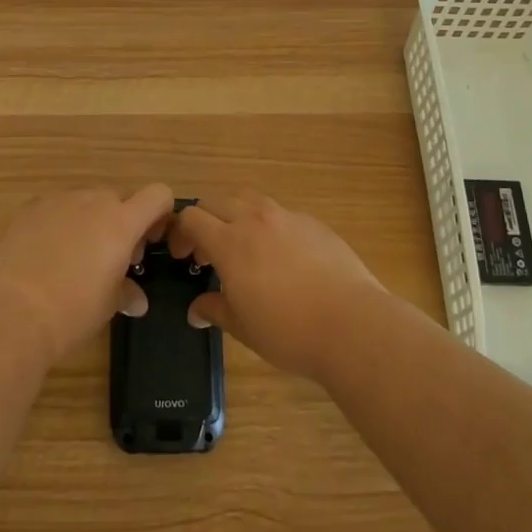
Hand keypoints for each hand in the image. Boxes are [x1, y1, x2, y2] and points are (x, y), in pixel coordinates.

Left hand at [0, 186, 174, 367]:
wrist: (7, 310)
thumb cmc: (71, 310)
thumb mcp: (107, 306)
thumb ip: (126, 293)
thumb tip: (136, 300)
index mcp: (121, 221)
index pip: (158, 195)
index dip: (160, 214)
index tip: (149, 242)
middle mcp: (92, 201)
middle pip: (119, 198)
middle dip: (122, 222)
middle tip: (113, 259)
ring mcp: (58, 201)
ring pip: (86, 201)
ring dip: (90, 222)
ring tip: (75, 259)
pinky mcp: (28, 209)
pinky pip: (55, 209)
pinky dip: (59, 224)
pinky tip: (46, 257)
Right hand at [168, 192, 382, 381]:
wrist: (351, 324)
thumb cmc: (288, 331)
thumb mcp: (243, 327)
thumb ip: (214, 310)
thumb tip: (196, 310)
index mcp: (230, 242)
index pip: (192, 217)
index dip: (181, 234)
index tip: (184, 257)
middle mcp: (255, 219)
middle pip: (217, 201)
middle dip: (206, 221)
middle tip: (209, 252)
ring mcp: (287, 217)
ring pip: (250, 200)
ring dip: (237, 215)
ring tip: (245, 247)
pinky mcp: (314, 223)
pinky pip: (281, 213)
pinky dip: (270, 226)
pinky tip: (282, 256)